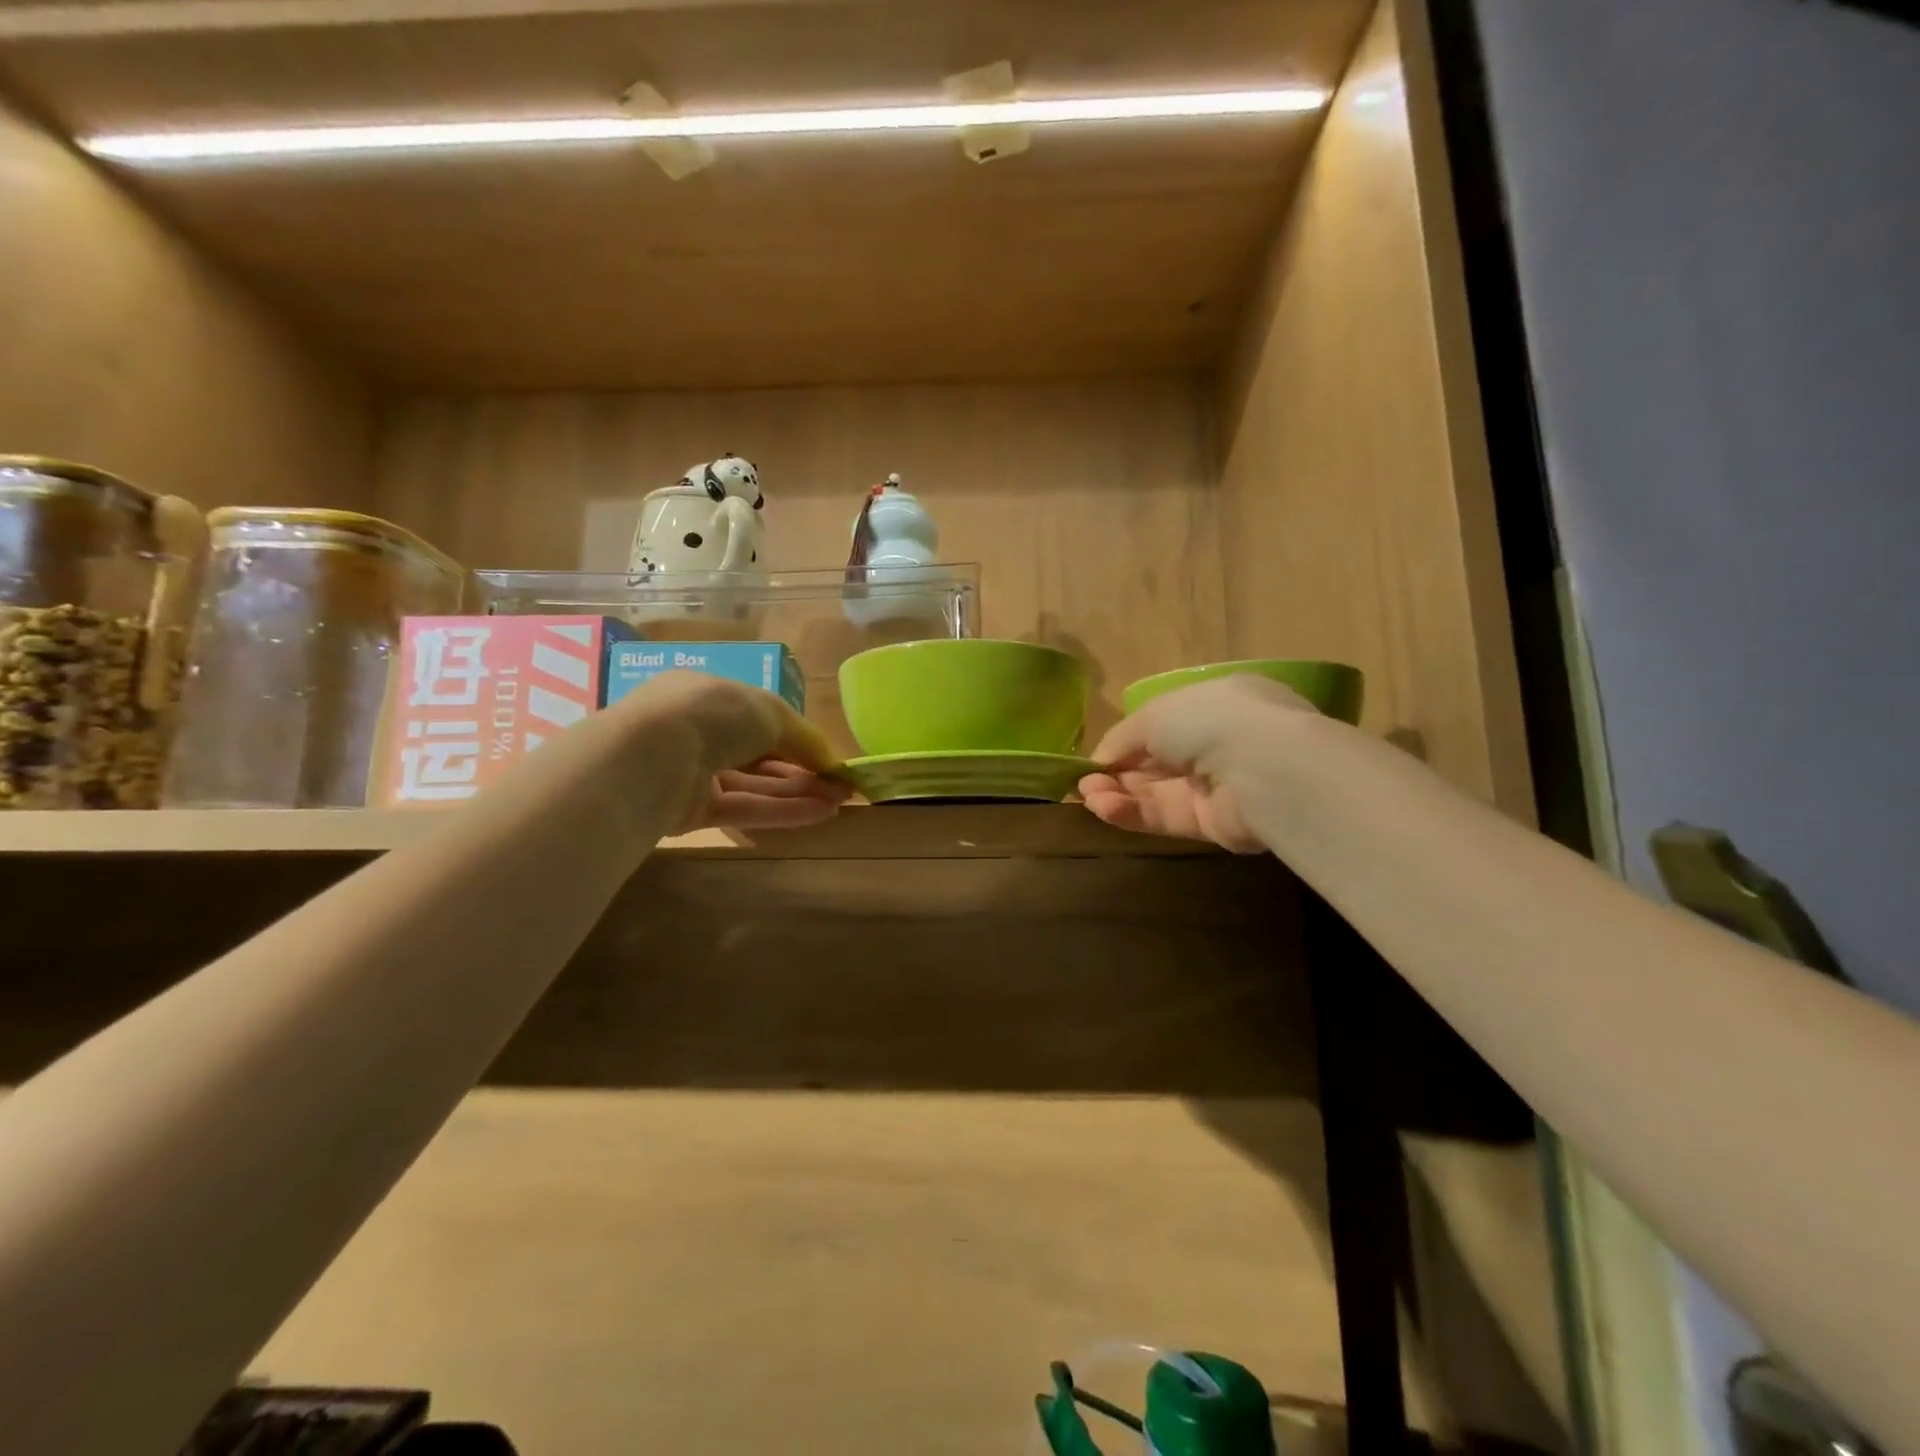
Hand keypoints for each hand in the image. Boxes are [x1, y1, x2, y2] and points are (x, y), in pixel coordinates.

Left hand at [610, 671, 849, 831]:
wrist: (652, 757)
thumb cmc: (713, 716)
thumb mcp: (770, 711)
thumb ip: (803, 737)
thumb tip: (830, 762)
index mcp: (710, 695)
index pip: (762, 718)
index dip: (799, 738)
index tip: (831, 758)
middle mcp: (699, 732)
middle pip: (760, 754)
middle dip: (804, 769)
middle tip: (842, 785)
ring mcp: (692, 773)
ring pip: (754, 784)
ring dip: (799, 792)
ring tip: (840, 802)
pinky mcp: (690, 811)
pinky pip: (743, 809)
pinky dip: (781, 811)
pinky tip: (820, 814)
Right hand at [1078, 674, 1316, 851]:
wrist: (1263, 768)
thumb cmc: (1208, 721)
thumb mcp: (1153, 714)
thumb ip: (1122, 737)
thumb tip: (1099, 760)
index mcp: (1213, 704)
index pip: (1161, 724)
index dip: (1125, 742)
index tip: (1094, 758)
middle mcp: (1217, 742)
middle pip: (1155, 762)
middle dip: (1115, 772)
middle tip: (1082, 784)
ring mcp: (1216, 785)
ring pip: (1156, 792)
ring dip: (1118, 793)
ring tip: (1087, 797)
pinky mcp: (1212, 823)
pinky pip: (1165, 816)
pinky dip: (1133, 812)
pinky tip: (1104, 808)